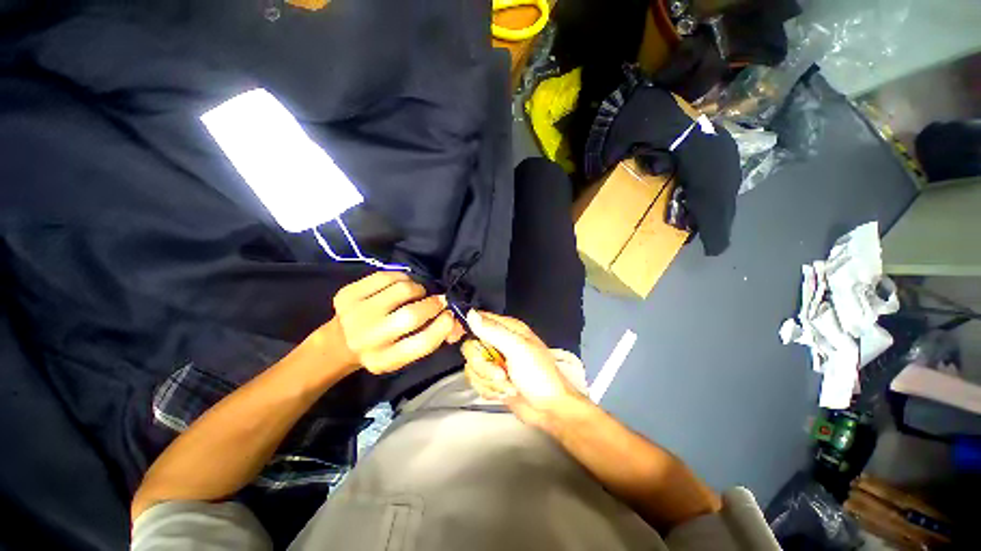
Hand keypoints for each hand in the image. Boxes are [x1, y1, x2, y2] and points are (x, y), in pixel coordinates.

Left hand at [325, 272, 463, 373]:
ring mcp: (354, 314)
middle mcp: (367, 339)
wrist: (340, 341)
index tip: (450, 315)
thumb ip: (433, 338)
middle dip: (433, 304)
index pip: (423, 343)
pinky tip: (400, 286)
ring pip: (402, 290)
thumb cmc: (383, 347)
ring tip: (416, 294)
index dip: (443, 325)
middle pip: (412, 315)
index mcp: (384, 360)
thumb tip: (458, 322)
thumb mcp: (406, 352)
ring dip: (418, 289)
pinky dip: (402, 278)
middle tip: (438, 301)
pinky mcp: (347, 294)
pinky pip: (387, 276)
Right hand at [461, 311, 579, 427]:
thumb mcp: (518, 349)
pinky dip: (490, 390)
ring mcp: (495, 362)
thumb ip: (493, 331)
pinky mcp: (493, 379)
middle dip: (483, 366)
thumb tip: (472, 314)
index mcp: (508, 329)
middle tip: (501, 373)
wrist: (550, 410)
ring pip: (473, 367)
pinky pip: (477, 382)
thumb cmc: (542, 376)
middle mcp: (500, 343)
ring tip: (509, 385)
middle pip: (471, 347)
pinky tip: (506, 391)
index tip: (476, 345)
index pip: (480, 320)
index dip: (471, 329)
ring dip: (489, 381)